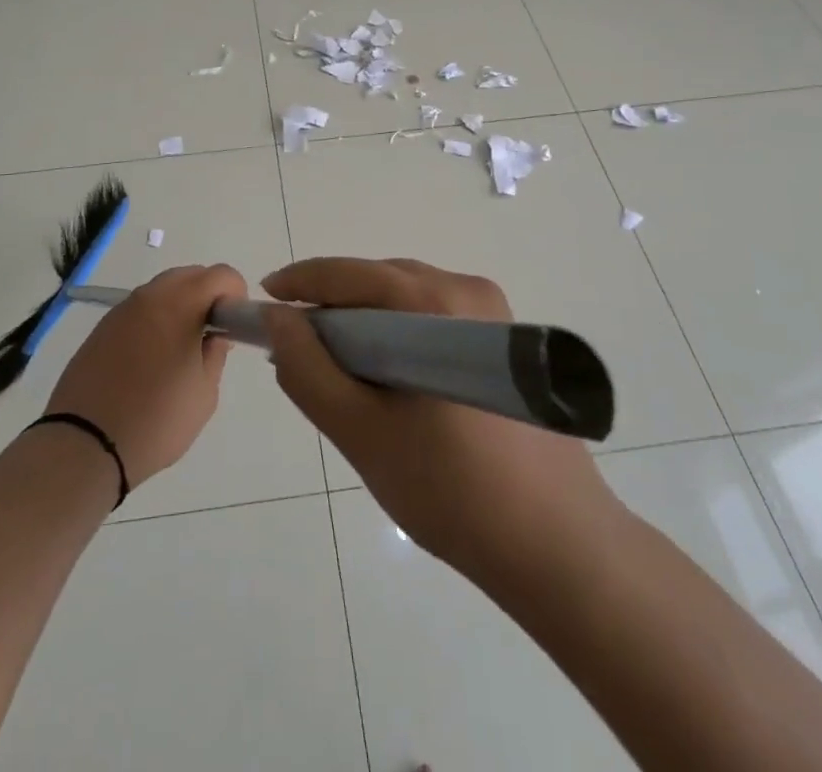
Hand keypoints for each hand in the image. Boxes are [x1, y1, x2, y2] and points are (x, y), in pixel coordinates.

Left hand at [45, 263, 244, 486]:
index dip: (236, 293)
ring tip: (180, 348)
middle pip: (189, 275)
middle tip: (211, 333)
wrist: (84, 445)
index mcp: (179, 305)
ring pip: (161, 290)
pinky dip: (154, 320)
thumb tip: (215, 336)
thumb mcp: (203, 394)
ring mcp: (121, 311)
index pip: (220, 274)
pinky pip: (138, 310)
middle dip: (208, 294)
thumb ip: (215, 355)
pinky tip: (151, 358)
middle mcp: (149, 297)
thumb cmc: (156, 421)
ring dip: (180, 306)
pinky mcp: (101, 329)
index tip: (234, 324)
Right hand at [263, 257, 622, 586]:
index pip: (348, 274)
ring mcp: (494, 312)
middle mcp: (468, 289)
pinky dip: (399, 335)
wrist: (560, 546)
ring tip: (336, 367)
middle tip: (296, 349)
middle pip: (378, 281)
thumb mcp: (361, 432)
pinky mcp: (507, 339)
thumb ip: (308, 369)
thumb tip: (277, 320)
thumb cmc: (452, 491)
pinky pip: (433, 317)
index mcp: (434, 303)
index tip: (261, 307)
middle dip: (331, 308)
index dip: (298, 285)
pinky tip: (387, 376)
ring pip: (406, 298)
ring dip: (365, 322)